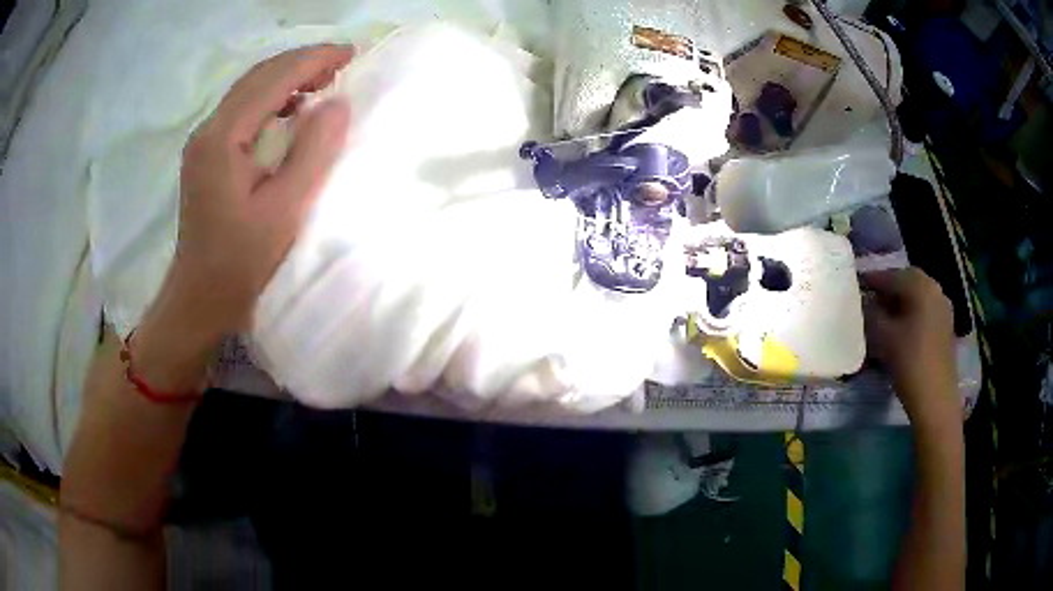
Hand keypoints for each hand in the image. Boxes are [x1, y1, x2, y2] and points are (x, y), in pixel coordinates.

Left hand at [163, 44, 353, 338]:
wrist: (200, 297)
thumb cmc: (241, 261)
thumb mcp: (284, 210)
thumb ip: (312, 152)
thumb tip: (337, 103)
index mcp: (223, 139)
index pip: (273, 79)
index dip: (313, 59)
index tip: (351, 53)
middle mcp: (208, 130)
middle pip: (258, 76)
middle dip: (302, 62)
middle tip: (342, 63)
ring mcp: (203, 141)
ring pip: (249, 89)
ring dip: (287, 77)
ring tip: (322, 81)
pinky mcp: (206, 154)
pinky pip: (242, 109)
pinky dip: (271, 98)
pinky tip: (291, 109)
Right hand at [863, 267, 957, 424]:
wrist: (935, 398)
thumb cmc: (909, 362)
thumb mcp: (883, 337)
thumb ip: (871, 313)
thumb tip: (864, 301)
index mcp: (920, 286)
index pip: (891, 275)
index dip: (872, 279)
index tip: (856, 284)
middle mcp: (935, 289)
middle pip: (907, 281)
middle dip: (888, 288)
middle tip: (870, 298)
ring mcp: (943, 308)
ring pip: (917, 296)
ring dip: (900, 301)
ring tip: (884, 314)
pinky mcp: (945, 327)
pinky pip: (925, 310)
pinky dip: (911, 312)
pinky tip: (901, 328)